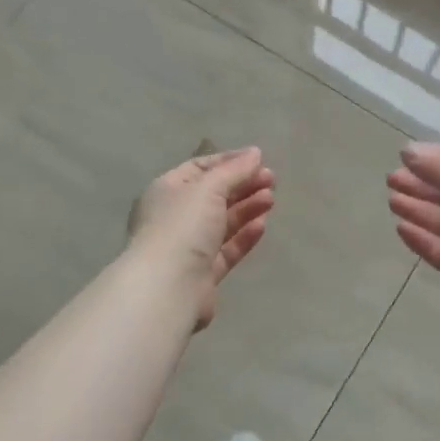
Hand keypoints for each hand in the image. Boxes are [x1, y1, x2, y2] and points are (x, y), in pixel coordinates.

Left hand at [128, 147, 275, 329]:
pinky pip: (226, 248)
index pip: (200, 168)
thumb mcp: (209, 188)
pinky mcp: (203, 272)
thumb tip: (255, 153)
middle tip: (272, 180)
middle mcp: (175, 216)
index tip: (258, 159)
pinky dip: (244, 235)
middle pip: (213, 195)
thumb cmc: (183, 226)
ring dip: (247, 208)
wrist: (168, 287)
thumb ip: (234, 170)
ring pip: (222, 222)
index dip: (229, 161)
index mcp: (167, 190)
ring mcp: (188, 246)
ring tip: (271, 199)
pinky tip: (262, 225)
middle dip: (242, 185)